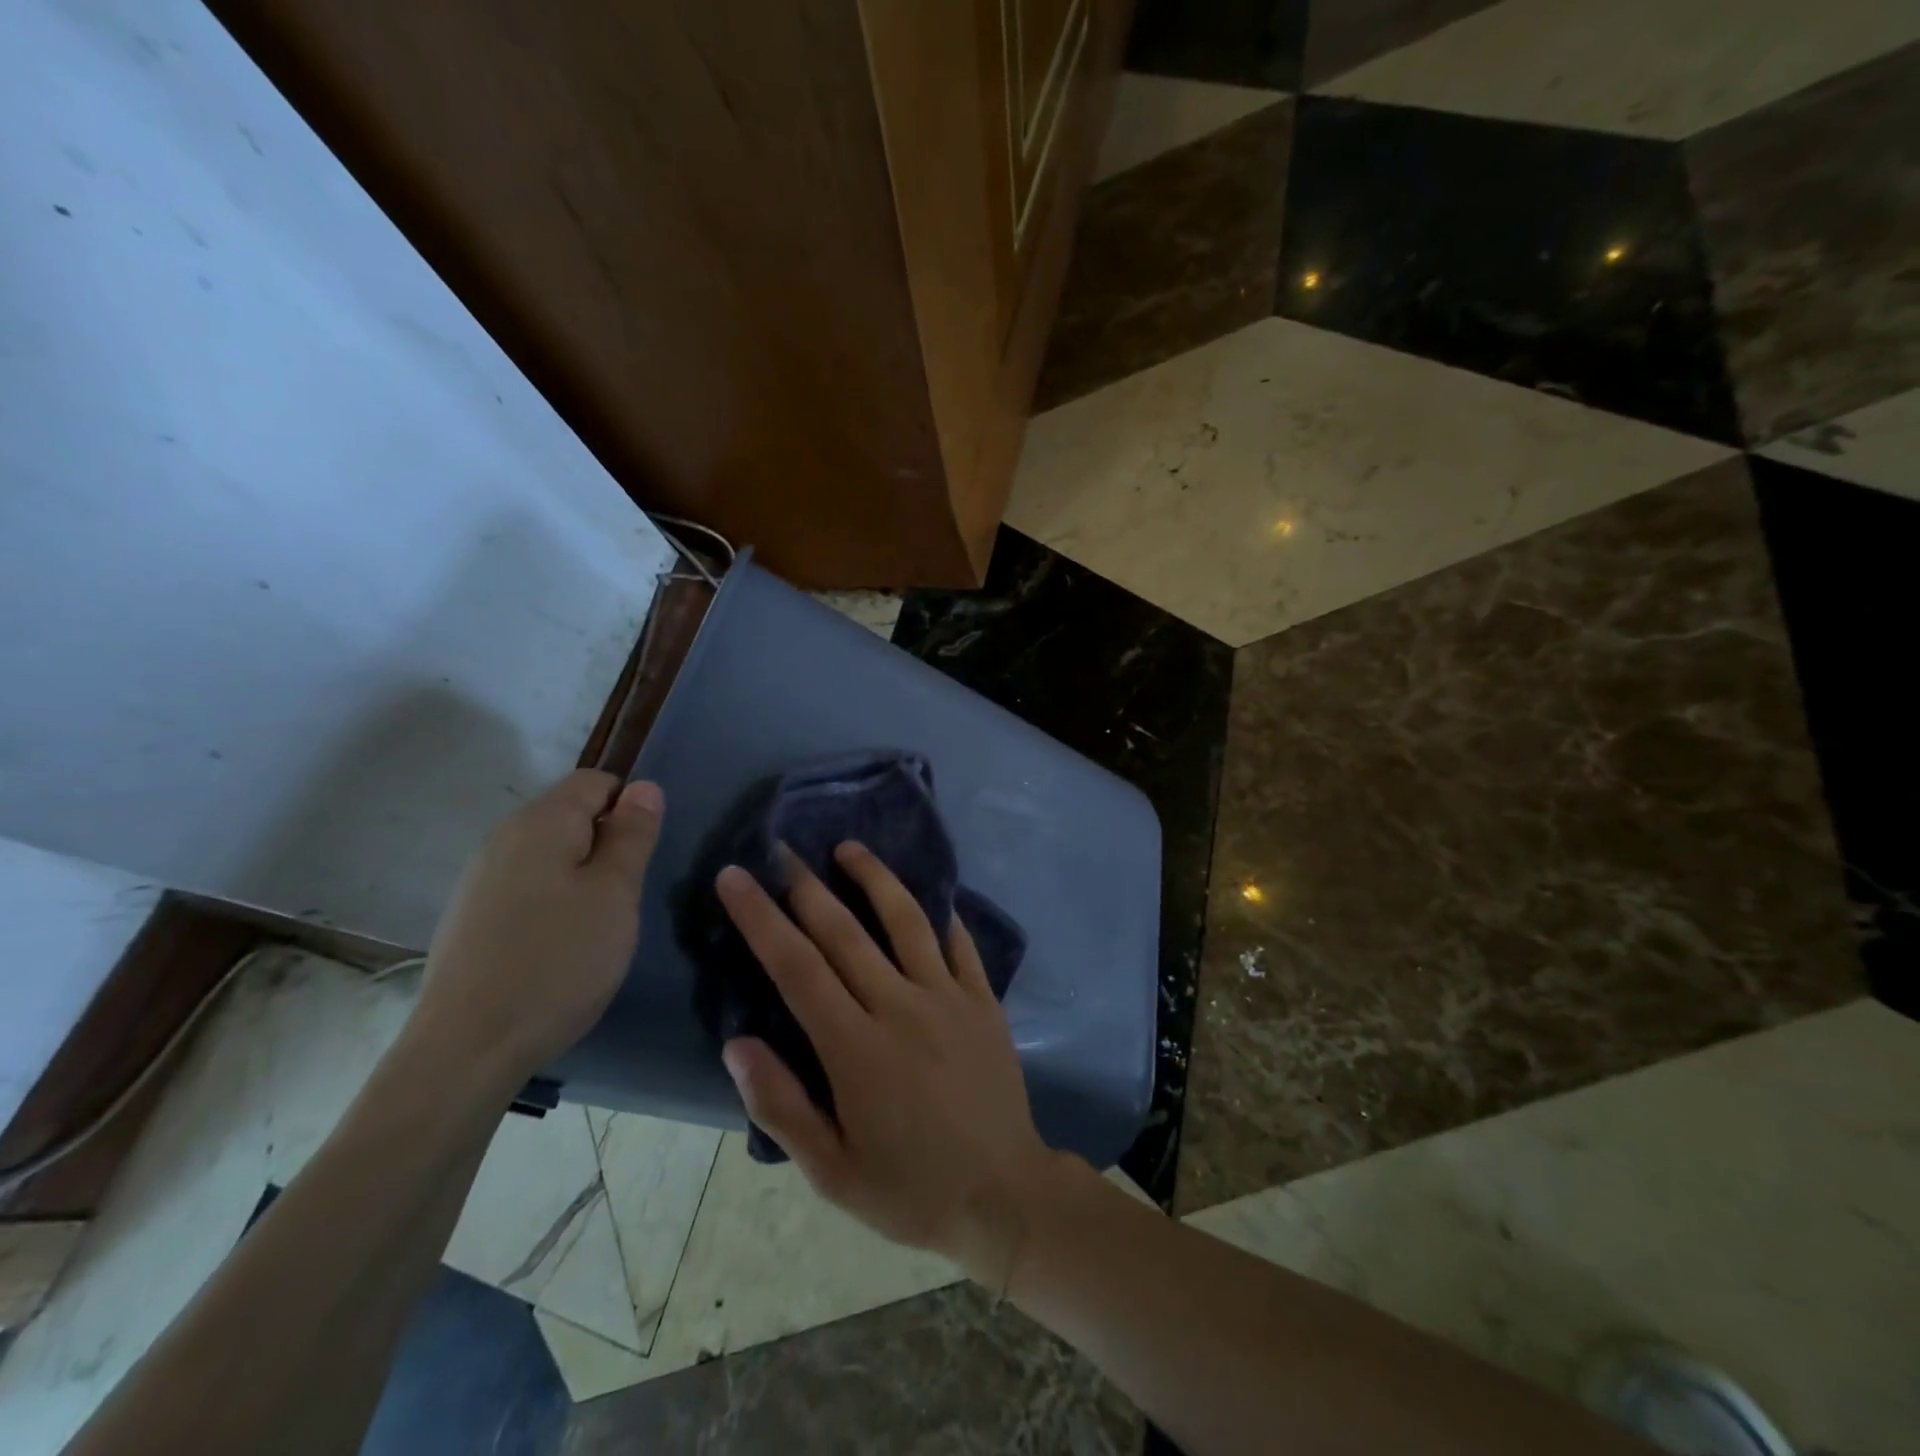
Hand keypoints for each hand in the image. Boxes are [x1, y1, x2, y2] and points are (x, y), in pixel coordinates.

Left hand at [413, 769, 663, 1086]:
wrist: (468, 1048)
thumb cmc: (558, 962)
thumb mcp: (615, 894)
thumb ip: (632, 835)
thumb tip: (644, 787)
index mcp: (540, 823)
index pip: (596, 781)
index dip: (631, 805)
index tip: (645, 854)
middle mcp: (502, 838)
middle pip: (570, 816)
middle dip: (607, 845)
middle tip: (627, 896)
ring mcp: (480, 879)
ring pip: (550, 854)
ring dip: (582, 876)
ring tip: (598, 925)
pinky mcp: (471, 916)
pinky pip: (527, 886)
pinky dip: (554, 901)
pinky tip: (560, 946)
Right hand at [715, 842, 1068, 1287]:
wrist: (1004, 1194)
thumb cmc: (909, 1188)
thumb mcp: (831, 1171)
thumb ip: (781, 1105)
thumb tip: (737, 1043)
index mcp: (855, 1048)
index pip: (796, 968)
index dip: (761, 919)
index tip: (735, 878)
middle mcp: (900, 1007)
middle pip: (844, 933)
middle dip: (806, 886)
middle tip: (781, 848)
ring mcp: (948, 997)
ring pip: (906, 921)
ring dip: (874, 878)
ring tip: (848, 847)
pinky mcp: (983, 999)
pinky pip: (959, 943)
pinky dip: (940, 913)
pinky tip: (927, 892)